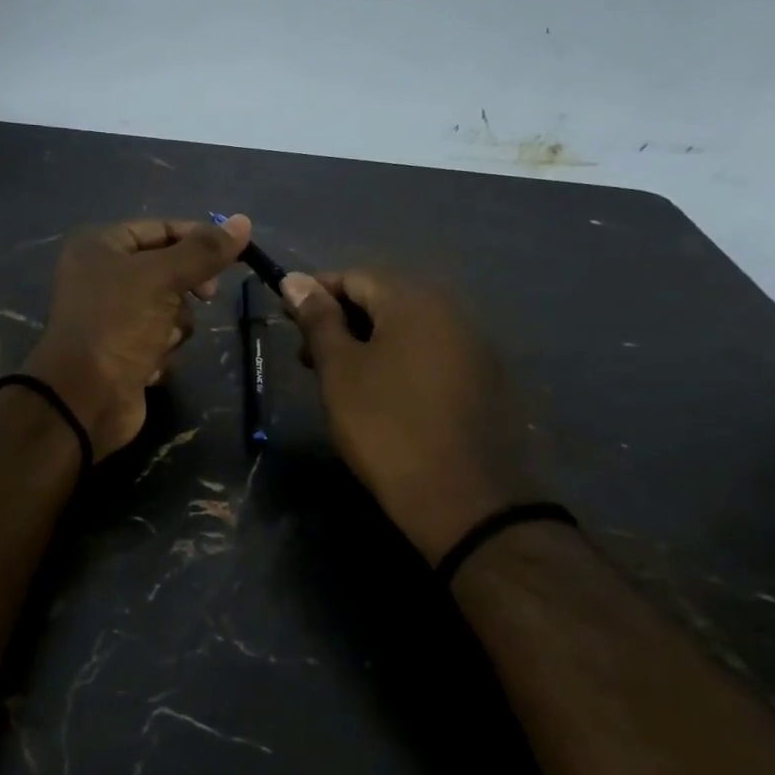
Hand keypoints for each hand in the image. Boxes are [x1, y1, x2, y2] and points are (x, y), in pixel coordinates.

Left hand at [21, 215, 251, 459]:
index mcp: (100, 247)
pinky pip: (160, 342)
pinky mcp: (123, 353)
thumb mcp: (162, 278)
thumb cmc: (117, 324)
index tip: (232, 255)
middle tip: (206, 298)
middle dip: (185, 291)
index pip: (160, 229)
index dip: (197, 239)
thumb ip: (204, 251)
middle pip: (168, 271)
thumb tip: (244, 222)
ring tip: (159, 341)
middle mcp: (102, 277)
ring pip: (170, 310)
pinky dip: (161, 353)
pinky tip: (147, 366)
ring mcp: (113, 318)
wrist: (84, 399)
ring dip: (174, 327)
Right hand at [282, 269, 544, 562]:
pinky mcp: (485, 380)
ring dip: (370, 344)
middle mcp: (452, 310)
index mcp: (414, 300)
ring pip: (408, 330)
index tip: (288, 324)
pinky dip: (400, 364)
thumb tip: (294, 279)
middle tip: (309, 360)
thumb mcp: (340, 371)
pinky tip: (384, 398)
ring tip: (342, 382)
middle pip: (384, 300)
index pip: (354, 276)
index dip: (315, 295)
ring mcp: (474, 346)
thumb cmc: (386, 426)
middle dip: (341, 322)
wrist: (464, 498)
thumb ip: (318, 320)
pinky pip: (432, 355)